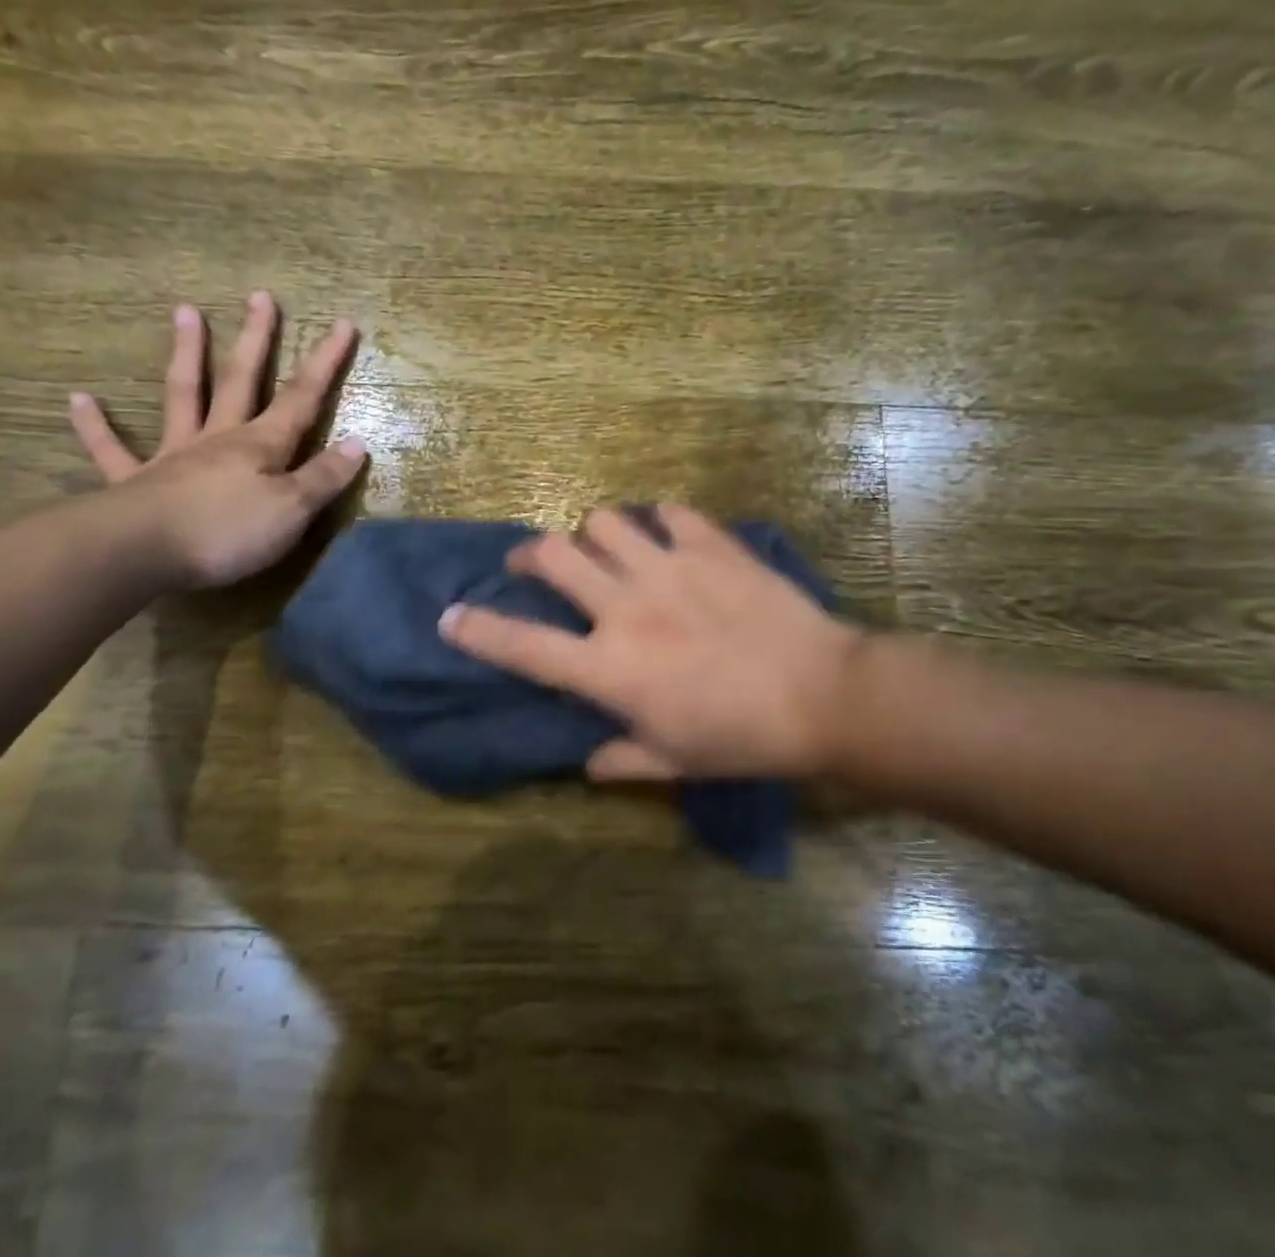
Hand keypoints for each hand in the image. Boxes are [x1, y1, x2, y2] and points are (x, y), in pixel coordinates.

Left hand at [69, 295, 366, 589]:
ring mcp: (173, 455)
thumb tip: (356, 444)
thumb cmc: (228, 531)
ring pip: (183, 395)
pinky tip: (79, 399)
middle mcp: (218, 438)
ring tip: (185, 311)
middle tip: (260, 297)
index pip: (302, 398)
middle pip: (242, 380)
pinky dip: (95, 426)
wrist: (143, 552)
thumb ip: (324, 477)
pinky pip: (111, 449)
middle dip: (256, 340)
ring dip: (187, 354)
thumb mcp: (293, 509)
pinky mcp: (134, 481)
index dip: (325, 363)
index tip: (342, 324)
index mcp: (260, 445)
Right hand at [439, 505, 867, 780]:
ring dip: (595, 536)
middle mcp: (626, 607)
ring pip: (604, 522)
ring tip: (607, 551)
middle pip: (553, 555)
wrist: (824, 694)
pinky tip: (668, 538)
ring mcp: (669, 567)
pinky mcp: (711, 545)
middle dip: (530, 556)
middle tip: (535, 565)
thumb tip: (588, 761)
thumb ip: (621, 759)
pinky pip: (669, 512)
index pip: (522, 646)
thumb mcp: (674, 762)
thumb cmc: (744, 738)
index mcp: (610, 667)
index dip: (476, 630)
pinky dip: (659, 522)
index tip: (450, 616)